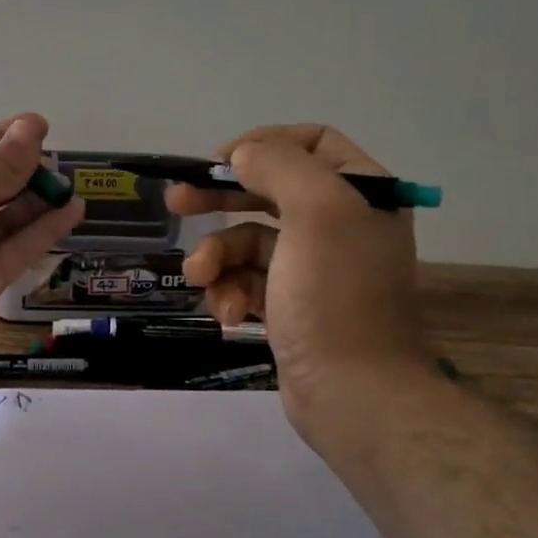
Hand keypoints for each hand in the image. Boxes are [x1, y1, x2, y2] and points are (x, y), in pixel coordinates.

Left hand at [0, 113, 84, 386]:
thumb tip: (32, 126)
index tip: (41, 126)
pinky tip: (72, 212)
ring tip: (71, 184)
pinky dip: (44, 231)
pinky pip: (18, 250)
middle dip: (24, 171)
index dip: (4, 138)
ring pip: (7, 220)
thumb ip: (2, 165)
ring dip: (38, 201)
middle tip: (62, 161)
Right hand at [165, 124, 434, 425]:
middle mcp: (341, 224)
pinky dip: (232, 293)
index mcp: (361, 194)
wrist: (353, 394)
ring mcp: (314, 268)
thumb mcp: (316, 212)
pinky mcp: (291, 305)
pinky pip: (248, 281)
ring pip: (249, 242)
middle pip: (270, 191)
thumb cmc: (336, 296)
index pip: (312, 143)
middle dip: (220, 199)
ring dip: (218, 258)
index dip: (263, 144)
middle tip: (177, 202)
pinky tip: (231, 314)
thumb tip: (242, 155)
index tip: (220, 161)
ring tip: (202, 278)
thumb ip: (278, 166)